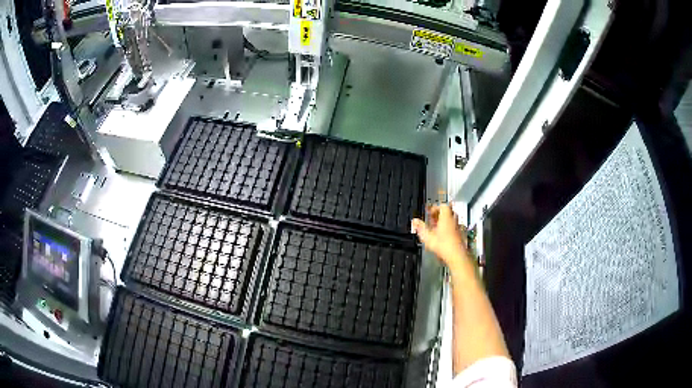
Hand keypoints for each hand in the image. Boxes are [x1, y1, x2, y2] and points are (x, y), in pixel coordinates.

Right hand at [411, 204, 470, 270]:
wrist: (457, 256)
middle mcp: (454, 221)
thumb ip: (420, 228)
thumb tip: (415, 221)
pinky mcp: (460, 235)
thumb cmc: (445, 246)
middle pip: (448, 212)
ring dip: (443, 222)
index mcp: (446, 217)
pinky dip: (447, 229)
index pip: (443, 206)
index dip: (435, 208)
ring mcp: (458, 227)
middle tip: (432, 219)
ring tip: (436, 228)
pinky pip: (453, 227)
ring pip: (451, 220)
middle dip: (439, 215)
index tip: (429, 212)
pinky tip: (442, 236)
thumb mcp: (428, 237)